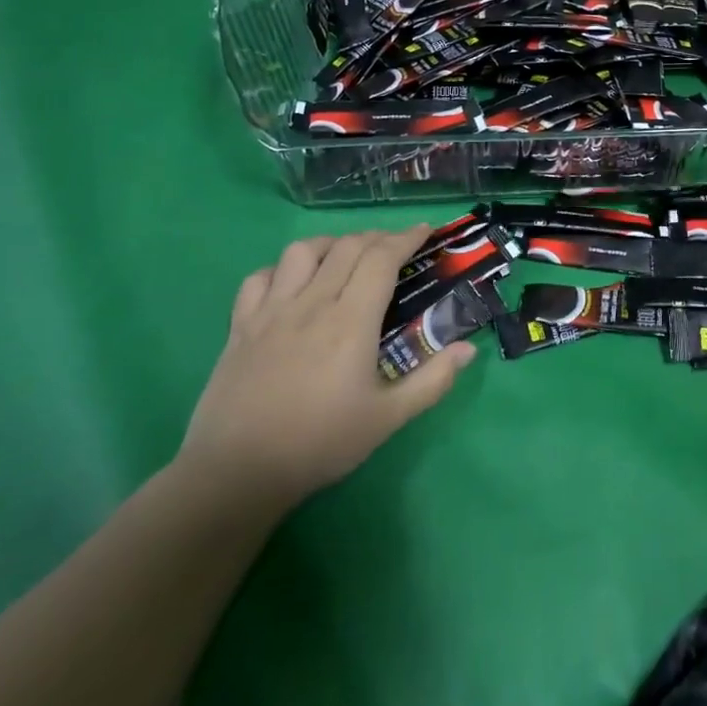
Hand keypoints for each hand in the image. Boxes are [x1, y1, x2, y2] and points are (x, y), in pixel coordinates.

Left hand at [177, 227, 475, 514]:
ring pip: (302, 252)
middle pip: (347, 247)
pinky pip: (260, 278)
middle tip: (396, 246)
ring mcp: (271, 312)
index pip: (381, 259)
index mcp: (350, 321)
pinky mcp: (240, 327)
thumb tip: (469, 349)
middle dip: (377, 237)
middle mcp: (312, 304)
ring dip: (331, 244)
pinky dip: (282, 269)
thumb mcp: (388, 419)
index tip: (426, 231)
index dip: (406, 238)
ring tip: (346, 255)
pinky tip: (294, 282)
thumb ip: (433, 381)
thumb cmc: (319, 444)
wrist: (237, 474)